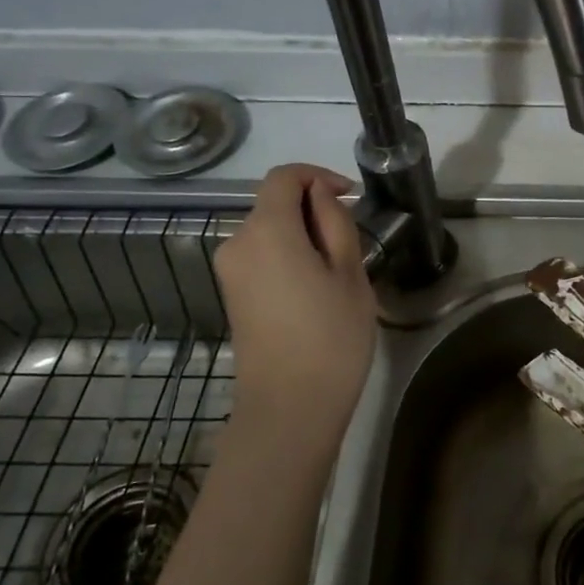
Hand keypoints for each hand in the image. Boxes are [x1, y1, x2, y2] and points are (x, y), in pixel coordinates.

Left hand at [213, 164, 377, 459]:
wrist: (289, 408)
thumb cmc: (330, 337)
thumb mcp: (349, 274)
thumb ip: (334, 223)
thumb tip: (320, 195)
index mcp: (267, 230)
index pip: (283, 177)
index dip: (318, 176)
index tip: (350, 197)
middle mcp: (237, 242)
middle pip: (274, 203)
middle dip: (313, 209)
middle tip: (353, 242)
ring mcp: (230, 271)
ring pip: (269, 230)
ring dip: (302, 234)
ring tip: (339, 269)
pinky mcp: (233, 294)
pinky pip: (261, 256)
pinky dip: (288, 254)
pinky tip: (315, 287)